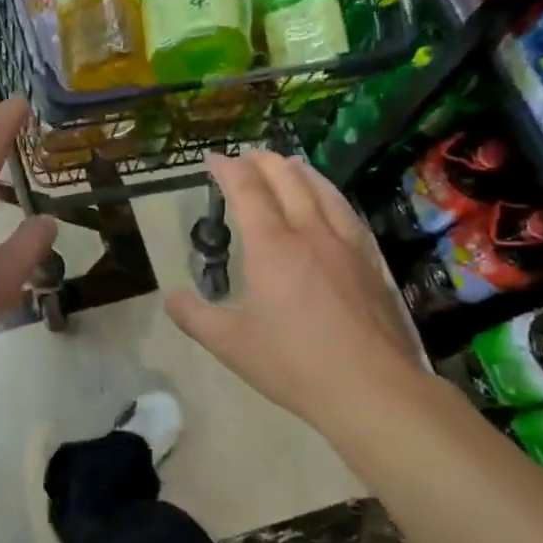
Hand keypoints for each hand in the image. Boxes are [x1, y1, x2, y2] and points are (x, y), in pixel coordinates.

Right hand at [167, 151, 429, 442]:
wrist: (370, 386)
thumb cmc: (293, 362)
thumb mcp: (230, 344)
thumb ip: (195, 317)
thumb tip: (171, 298)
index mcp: (271, 246)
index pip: (247, 191)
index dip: (228, 170)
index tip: (214, 159)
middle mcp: (309, 233)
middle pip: (287, 181)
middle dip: (263, 162)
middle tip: (248, 155)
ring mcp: (345, 244)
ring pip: (323, 191)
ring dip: (301, 171)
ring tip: (290, 162)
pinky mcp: (370, 262)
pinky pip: (348, 213)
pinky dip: (332, 195)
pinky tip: (333, 202)